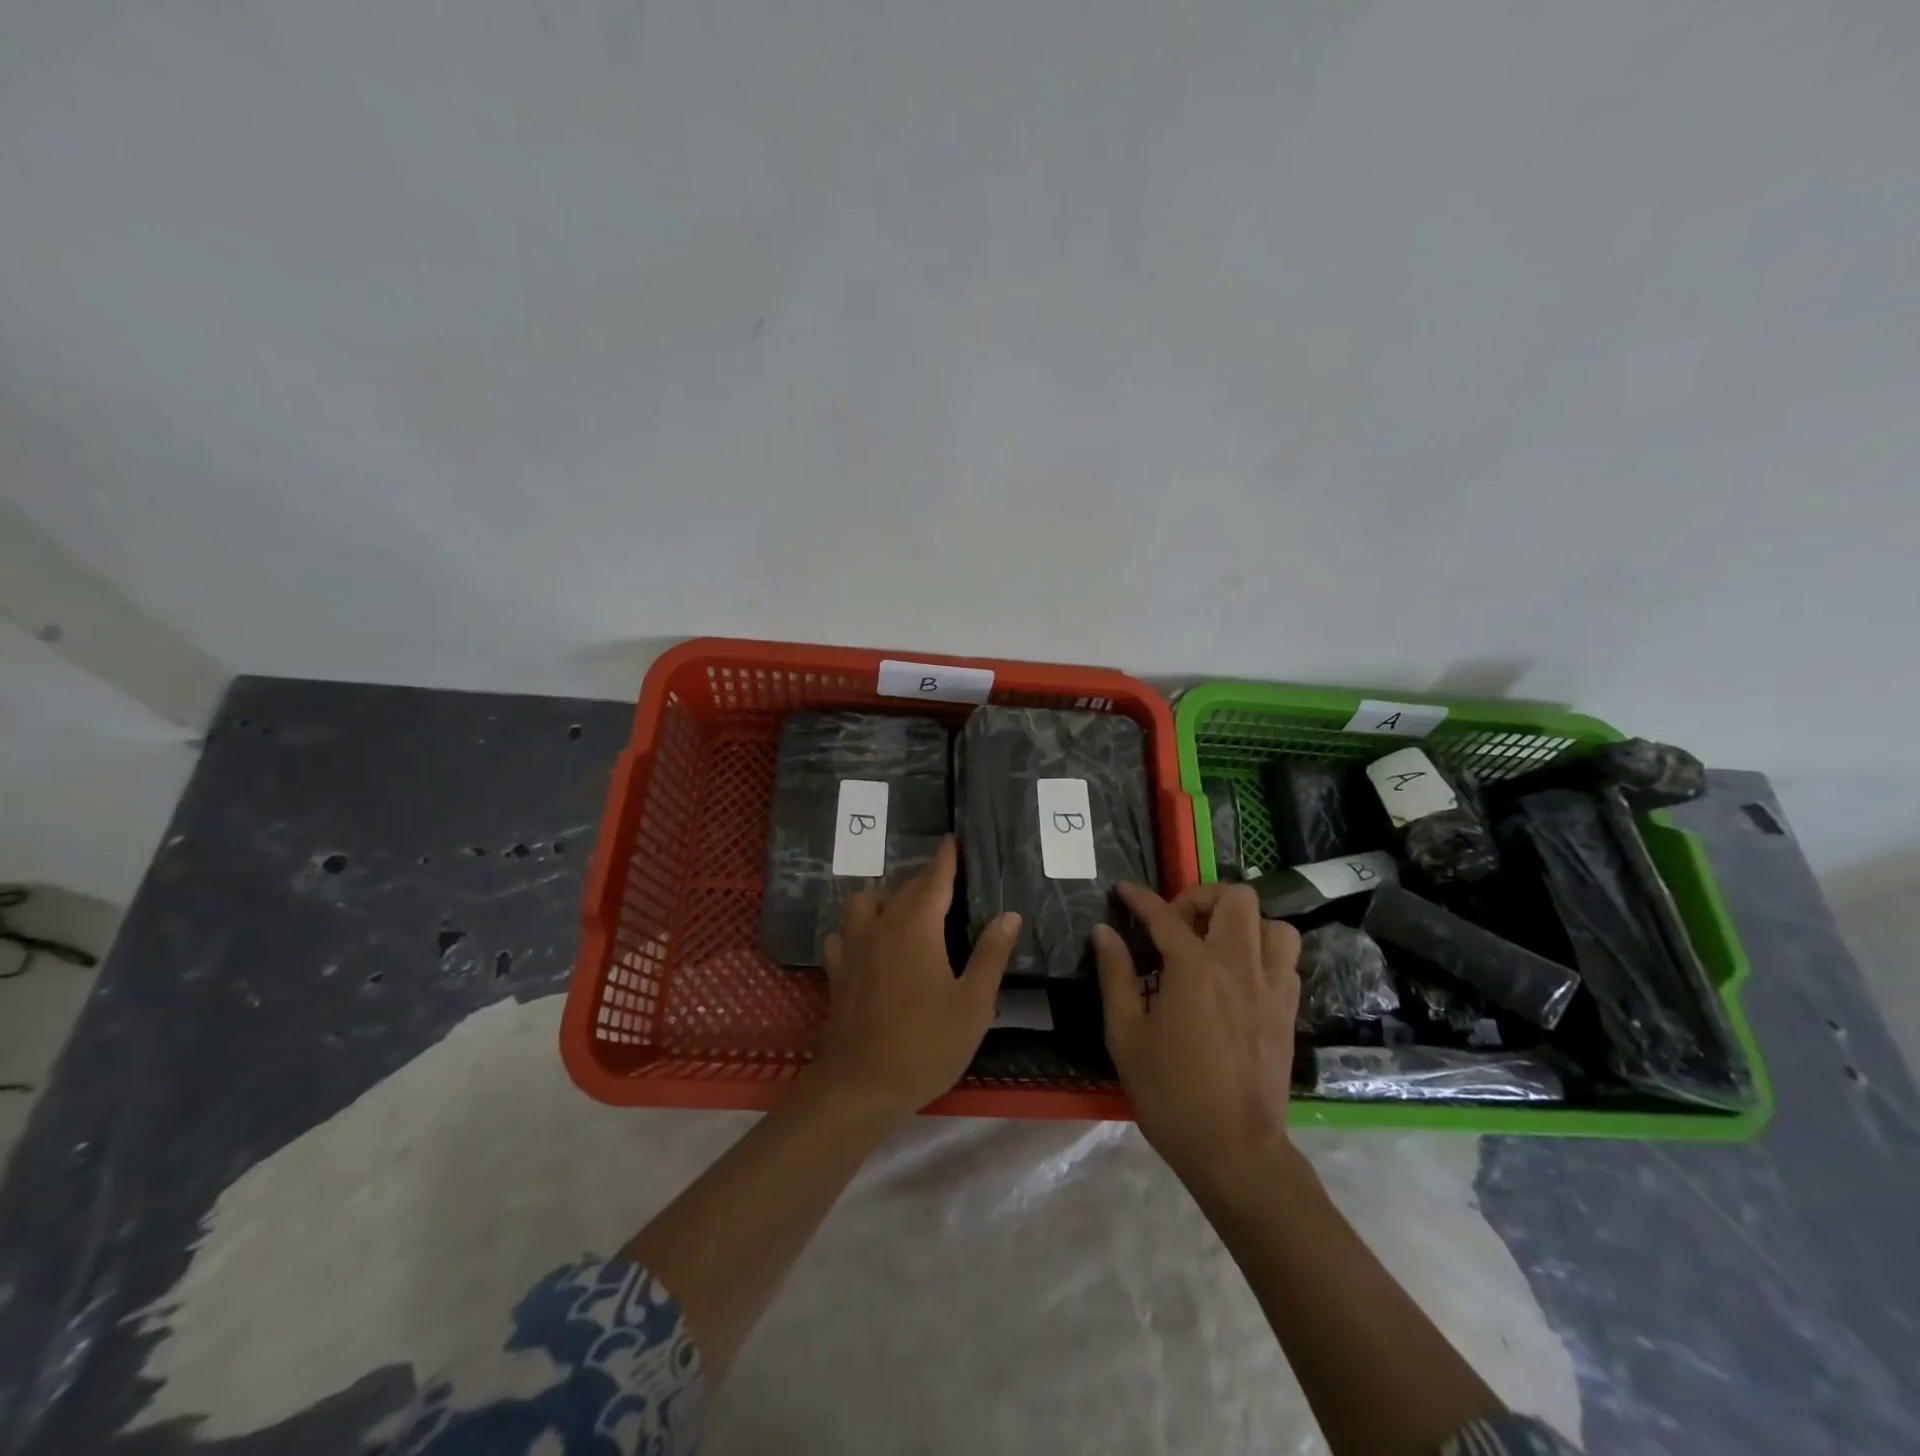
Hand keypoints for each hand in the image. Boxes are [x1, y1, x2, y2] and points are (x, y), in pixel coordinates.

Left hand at [812, 837, 1021, 1119]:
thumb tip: (1008, 914)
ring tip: (902, 905)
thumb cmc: (925, 1044)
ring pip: (864, 902)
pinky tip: (868, 941)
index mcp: (916, 927)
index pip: (934, 879)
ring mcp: (853, 947)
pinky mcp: (837, 971)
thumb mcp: (973, 1004)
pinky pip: (843, 933)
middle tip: (944, 877)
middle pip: (902, 888)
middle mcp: (881, 926)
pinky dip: (856, 926)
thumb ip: (990, 955)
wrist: (860, 1085)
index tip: (952, 840)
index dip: (945, 858)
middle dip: (923, 877)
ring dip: (884, 895)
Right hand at [1094, 882, 1301, 1190]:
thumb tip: (1104, 932)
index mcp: (1195, 968)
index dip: (1140, 898)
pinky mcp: (1288, 1011)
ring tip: (1216, 945)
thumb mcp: (1126, 1034)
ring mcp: (1271, 987)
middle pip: (1236, 899)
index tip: (1123, 891)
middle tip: (1178, 924)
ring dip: (1243, 923)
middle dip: (1203, 897)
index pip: (1165, 915)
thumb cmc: (1170, 1093)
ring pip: (1273, 924)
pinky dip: (1263, 952)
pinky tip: (1239, 976)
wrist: (1234, 1150)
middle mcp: (1239, 965)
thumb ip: (1115, 975)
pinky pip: (1286, 960)